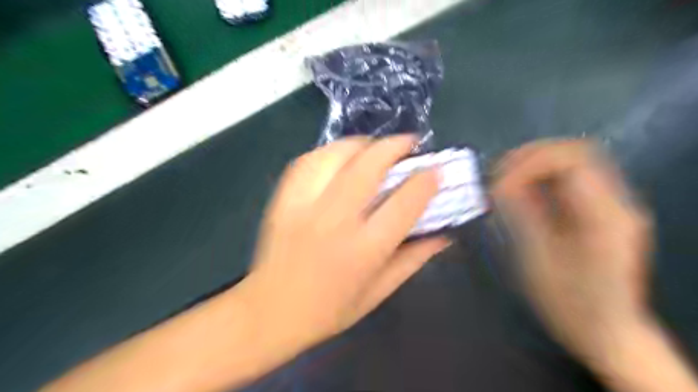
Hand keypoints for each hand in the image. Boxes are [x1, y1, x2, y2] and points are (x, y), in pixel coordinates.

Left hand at [243, 136, 450, 351]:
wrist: (270, 311)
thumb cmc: (329, 309)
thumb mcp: (378, 292)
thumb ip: (413, 259)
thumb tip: (444, 234)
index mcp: (364, 249)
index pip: (404, 203)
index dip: (425, 180)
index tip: (435, 169)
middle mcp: (335, 221)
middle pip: (369, 165)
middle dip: (394, 146)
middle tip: (409, 143)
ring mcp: (304, 205)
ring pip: (337, 155)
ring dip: (362, 143)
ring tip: (375, 147)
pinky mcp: (283, 199)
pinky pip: (308, 160)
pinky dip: (329, 152)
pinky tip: (340, 156)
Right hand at [493, 140, 651, 363]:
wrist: (604, 330)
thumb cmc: (568, 301)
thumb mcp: (539, 257)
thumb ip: (522, 213)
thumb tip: (501, 183)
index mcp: (605, 215)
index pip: (571, 160)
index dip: (529, 162)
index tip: (498, 182)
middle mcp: (617, 202)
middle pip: (577, 152)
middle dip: (532, 156)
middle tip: (498, 172)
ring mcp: (613, 205)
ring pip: (574, 162)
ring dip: (536, 164)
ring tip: (504, 179)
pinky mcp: (601, 212)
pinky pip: (571, 180)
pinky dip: (543, 177)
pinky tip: (521, 191)